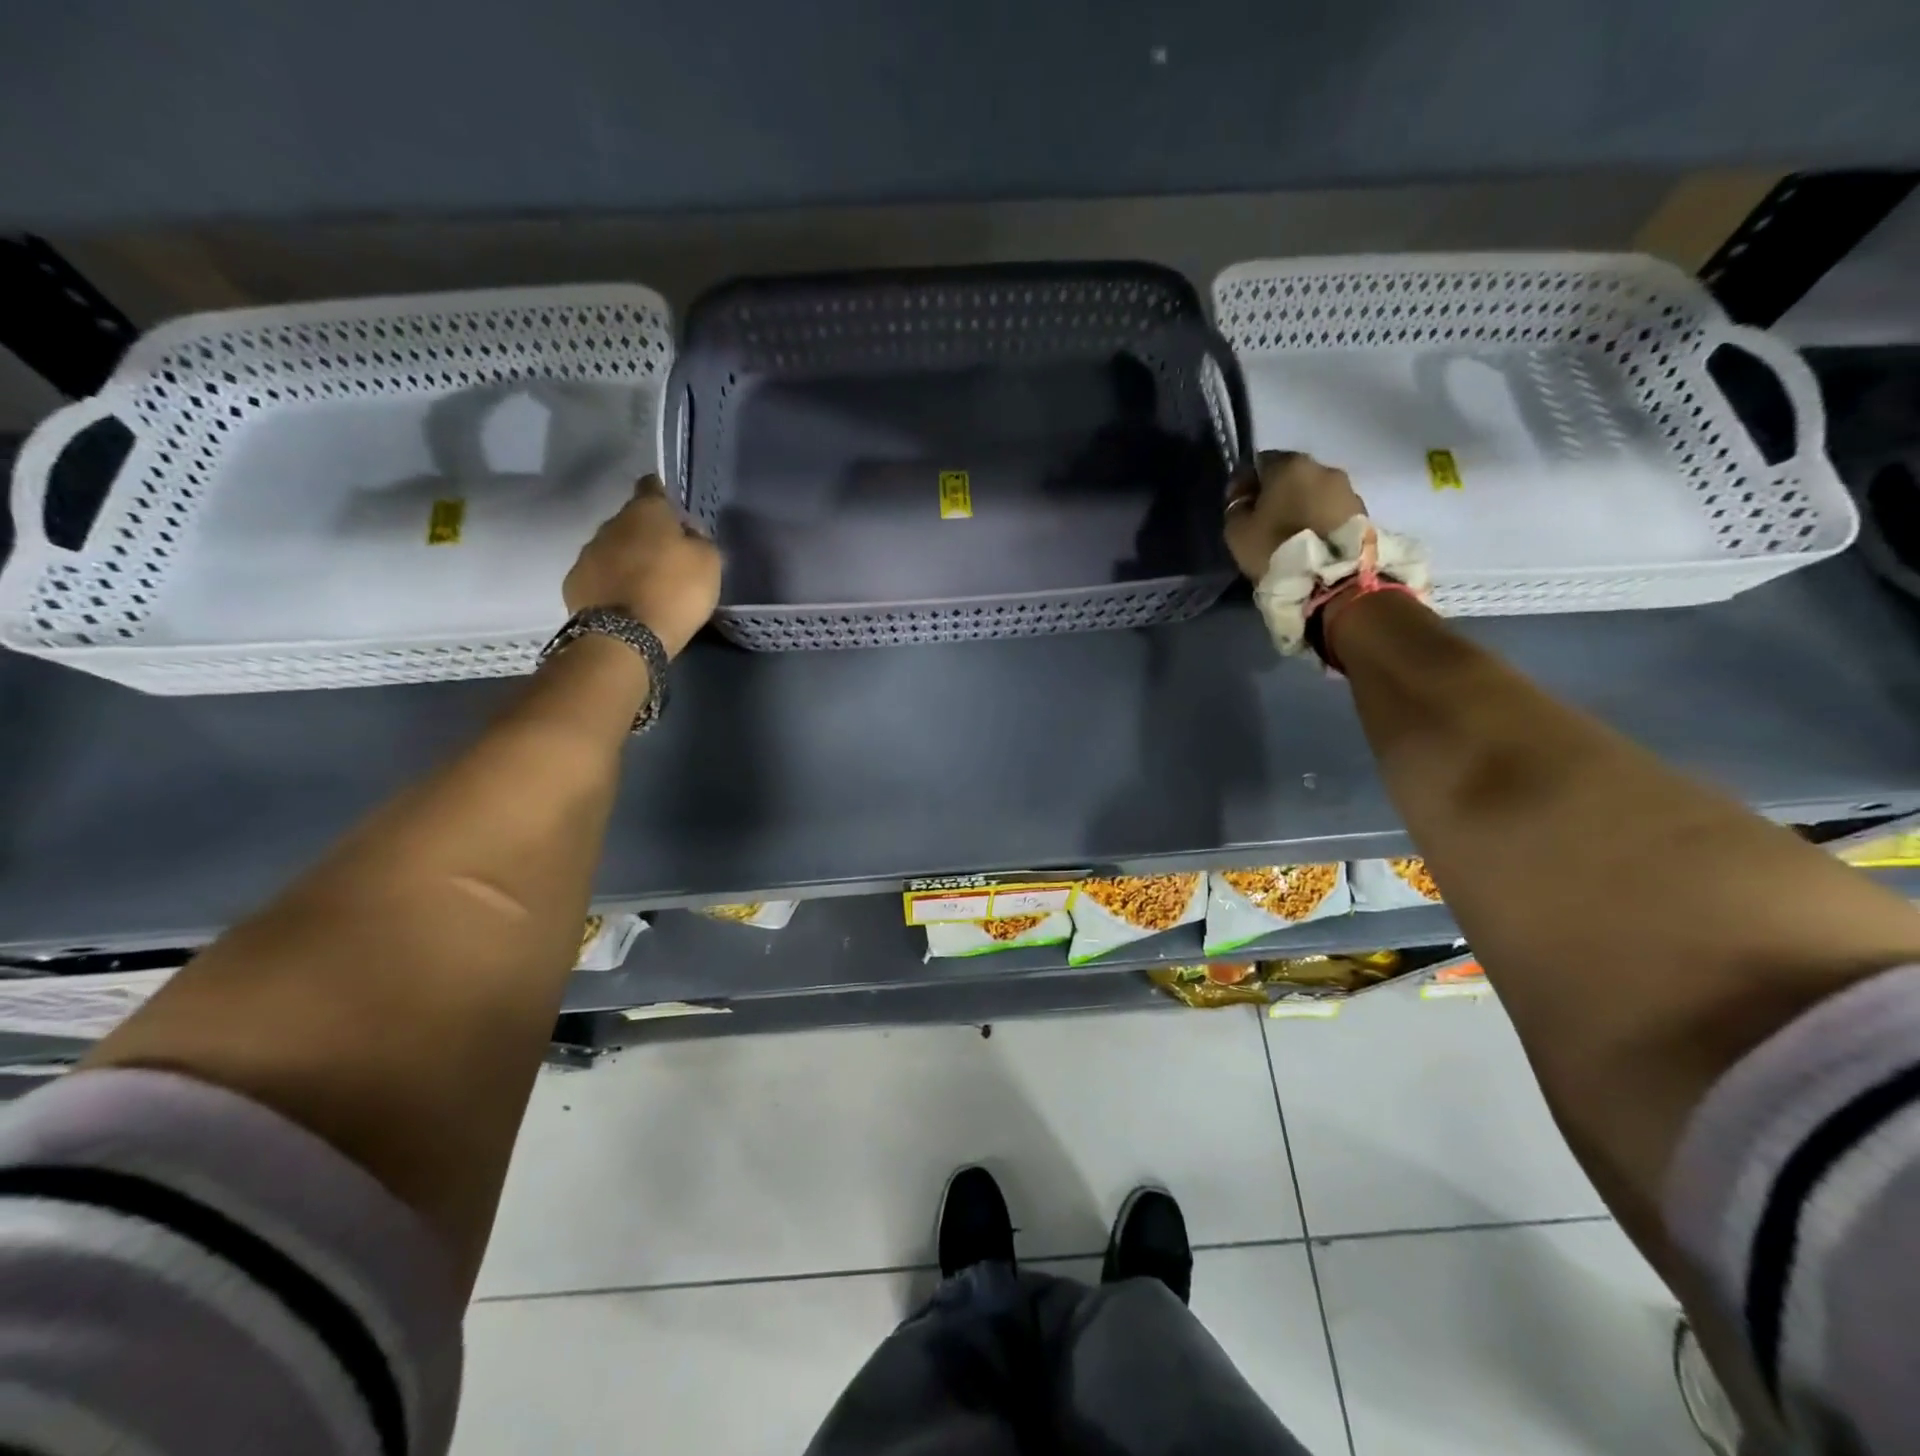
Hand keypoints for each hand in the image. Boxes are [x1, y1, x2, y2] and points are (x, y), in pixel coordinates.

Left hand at [564, 475, 721, 657]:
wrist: (623, 637)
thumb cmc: (674, 592)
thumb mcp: (709, 563)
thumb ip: (699, 540)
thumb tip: (687, 533)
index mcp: (646, 511)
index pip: (653, 486)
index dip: (665, 497)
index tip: (676, 514)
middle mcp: (611, 523)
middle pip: (632, 521)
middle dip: (648, 535)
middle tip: (668, 559)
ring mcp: (587, 553)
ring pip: (613, 548)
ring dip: (628, 560)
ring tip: (646, 585)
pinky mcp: (574, 583)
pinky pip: (599, 576)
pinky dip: (612, 584)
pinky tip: (625, 602)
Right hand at [1223, 451, 1367, 578]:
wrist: (1331, 578)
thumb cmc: (1276, 547)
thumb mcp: (1237, 531)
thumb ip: (1238, 508)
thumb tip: (1245, 499)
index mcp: (1289, 464)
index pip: (1260, 462)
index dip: (1246, 482)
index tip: (1239, 504)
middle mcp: (1322, 467)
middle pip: (1291, 475)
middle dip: (1277, 493)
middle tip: (1264, 520)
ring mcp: (1348, 489)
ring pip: (1314, 492)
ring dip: (1301, 506)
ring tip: (1290, 534)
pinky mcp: (1363, 512)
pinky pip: (1331, 510)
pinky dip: (1319, 520)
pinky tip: (1310, 540)